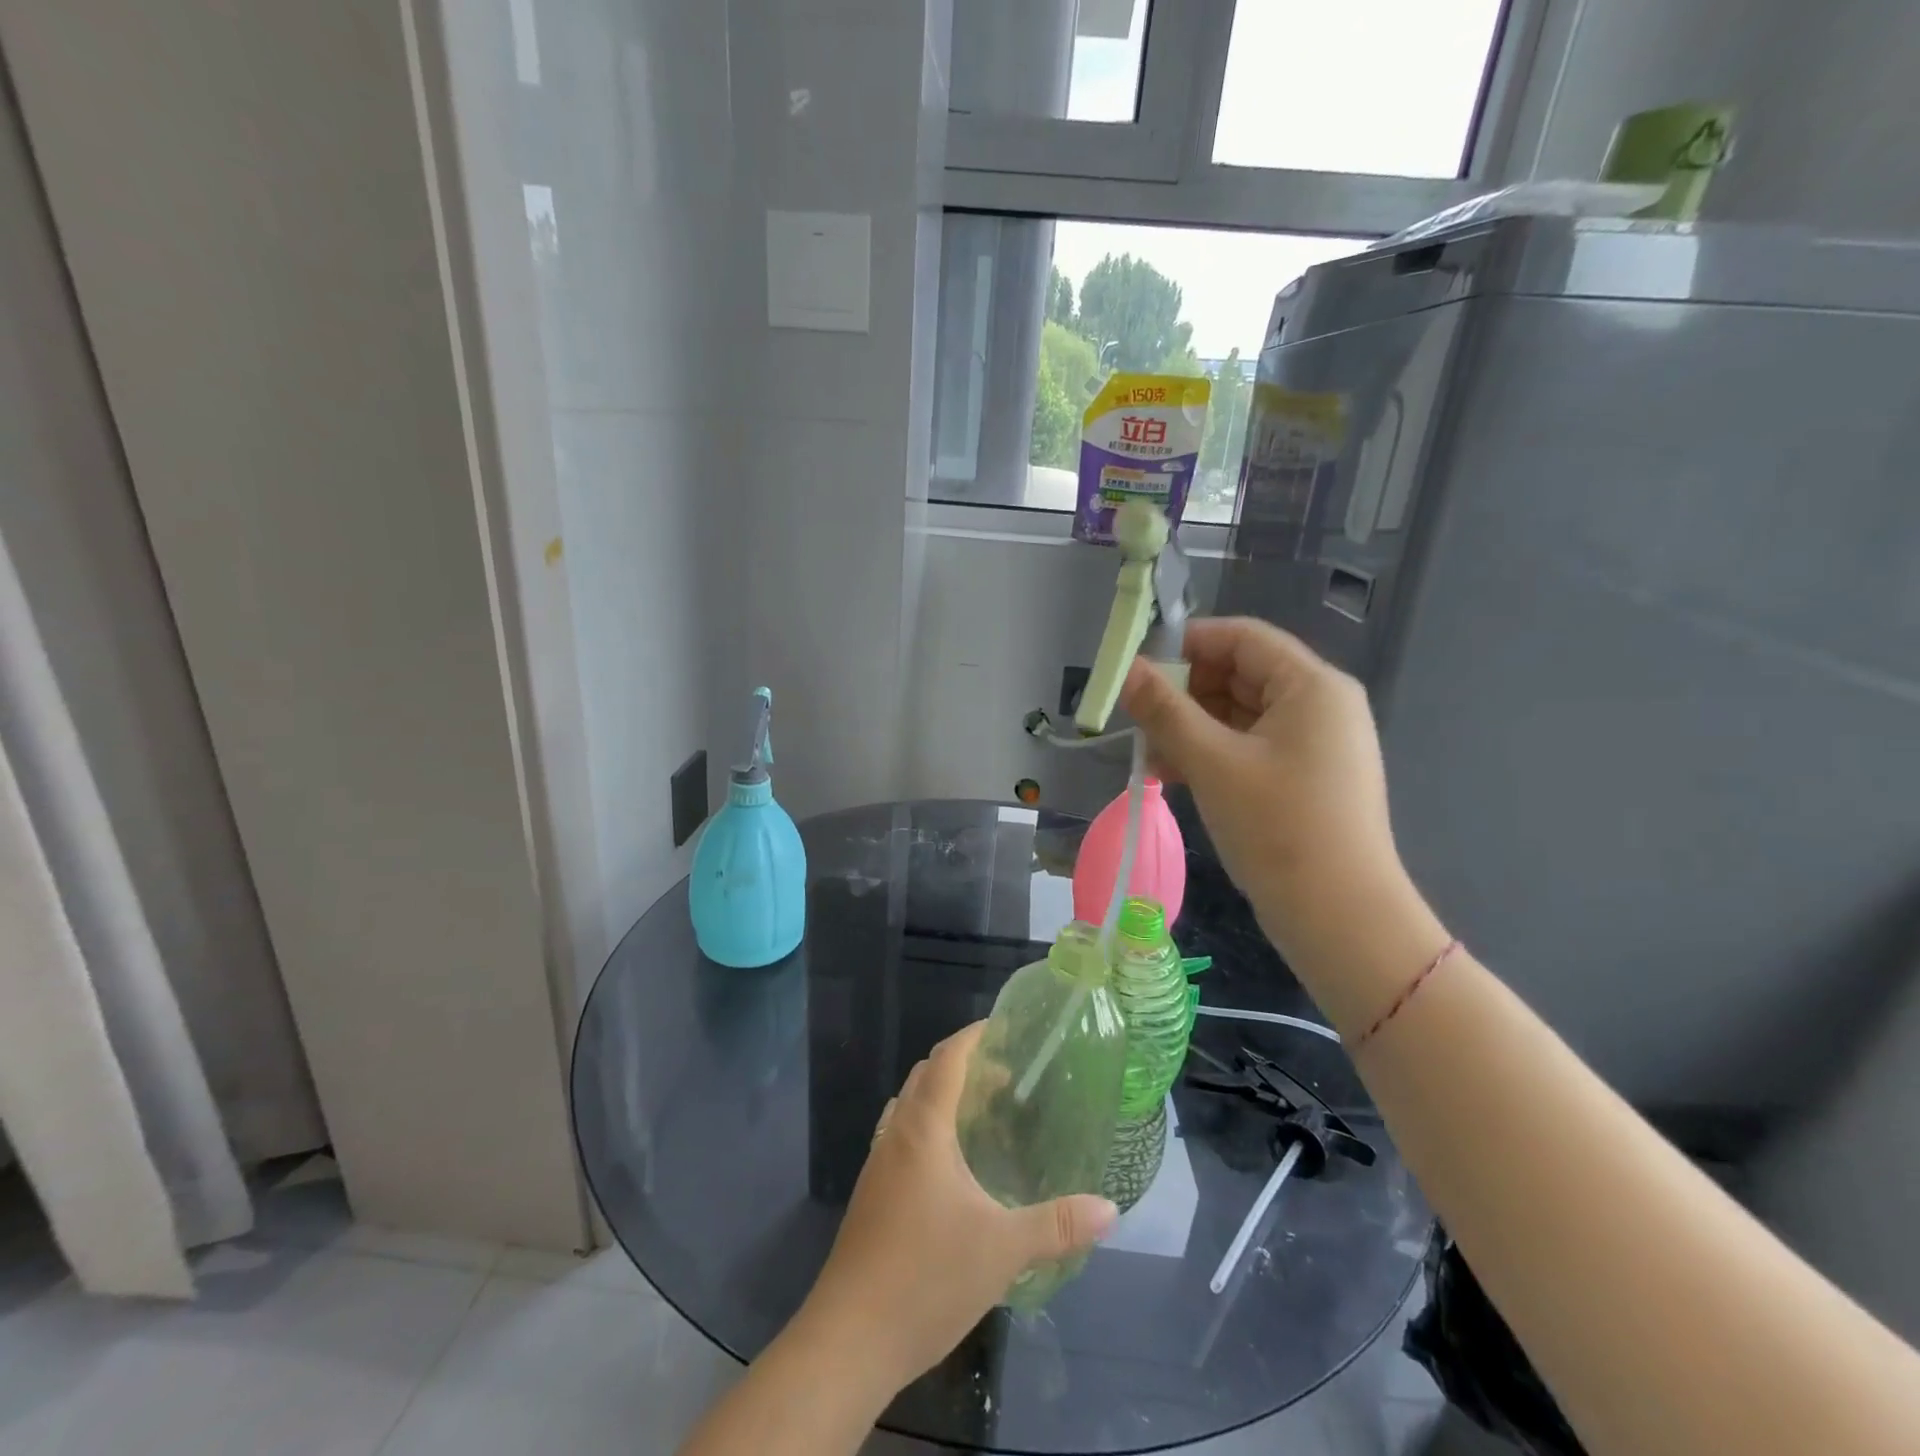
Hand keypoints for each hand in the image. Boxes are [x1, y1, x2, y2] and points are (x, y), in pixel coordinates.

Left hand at [796, 1024, 1117, 1396]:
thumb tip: (1110, 1209)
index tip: (1004, 1028)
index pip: (947, 1058)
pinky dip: (928, 1128)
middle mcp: (895, 1134)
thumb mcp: (1002, 1250)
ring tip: (983, 1114)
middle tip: (1006, 1076)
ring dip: (942, 1097)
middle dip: (963, 1065)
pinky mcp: (871, 1195)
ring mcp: (877, 1165)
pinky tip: (952, 1168)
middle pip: (925, 1075)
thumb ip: (1056, 1225)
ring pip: (909, 1107)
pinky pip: (901, 1137)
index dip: (973, 1036)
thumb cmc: (925, 1278)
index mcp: (923, 1128)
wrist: (848, 1341)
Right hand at [1122, 619, 1443, 1025]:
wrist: (1339, 916)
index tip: (1140, 667)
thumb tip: (1128, 671)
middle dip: (1184, 694)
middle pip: (1240, 675)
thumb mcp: (1211, 763)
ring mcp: (1314, 745)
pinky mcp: (1304, 779)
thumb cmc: (1278, 826)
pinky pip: (1249, 748)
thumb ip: (1165, 711)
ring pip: (1240, 716)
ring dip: (1191, 729)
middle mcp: (1319, 705)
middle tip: (1137, 719)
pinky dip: (1211, 755)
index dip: (1188, 644)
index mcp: (1311, 686)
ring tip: (1148, 757)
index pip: (1243, 638)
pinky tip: (1172, 777)